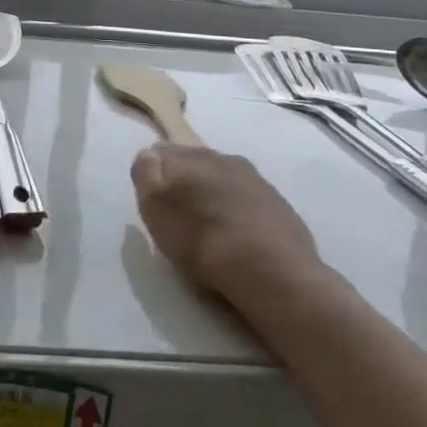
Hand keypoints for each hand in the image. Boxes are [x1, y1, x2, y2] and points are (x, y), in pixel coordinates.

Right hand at [131, 144, 321, 297]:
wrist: (274, 275)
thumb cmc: (203, 241)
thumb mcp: (156, 208)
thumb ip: (146, 174)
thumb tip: (150, 158)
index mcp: (193, 154)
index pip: (161, 152)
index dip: (153, 174)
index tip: (152, 201)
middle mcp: (226, 159)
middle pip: (195, 164)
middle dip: (184, 183)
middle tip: (177, 216)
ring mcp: (257, 182)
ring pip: (224, 182)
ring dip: (214, 197)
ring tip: (209, 230)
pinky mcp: (281, 209)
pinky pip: (249, 204)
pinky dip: (239, 216)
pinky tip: (238, 241)